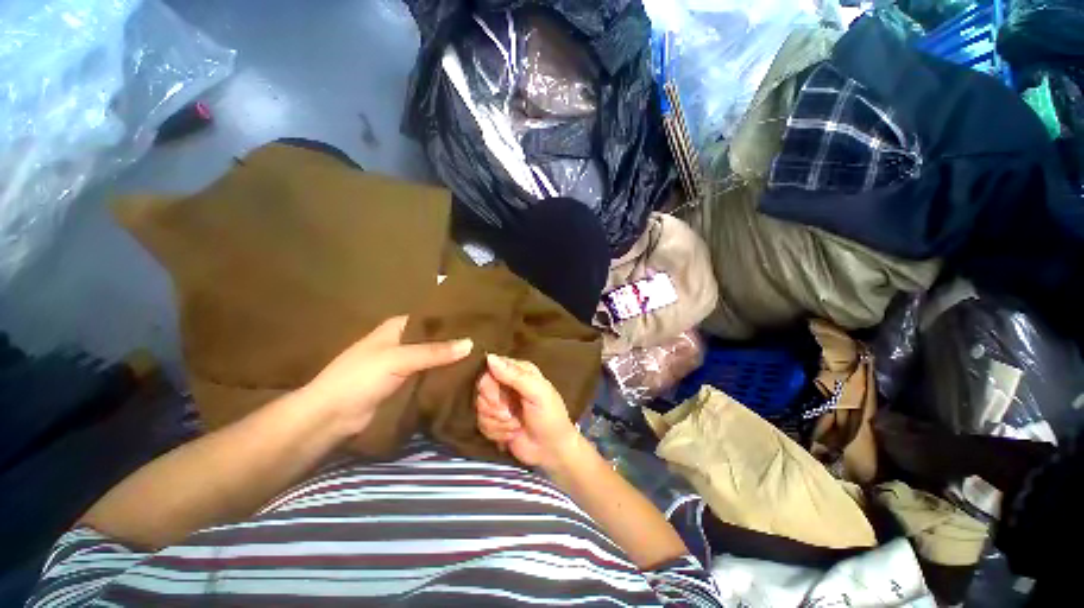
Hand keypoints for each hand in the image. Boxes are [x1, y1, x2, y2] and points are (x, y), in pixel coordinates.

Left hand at [305, 316, 472, 435]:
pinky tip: (466, 373)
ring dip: (453, 358)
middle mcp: (404, 341)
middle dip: (458, 340)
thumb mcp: (399, 359)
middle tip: (487, 340)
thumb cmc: (360, 377)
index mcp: (399, 327)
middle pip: (437, 338)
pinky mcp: (407, 383)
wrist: (332, 416)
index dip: (454, 319)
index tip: (480, 321)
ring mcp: (406, 363)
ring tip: (484, 355)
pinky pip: (431, 374)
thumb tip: (471, 343)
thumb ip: (435, 352)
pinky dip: (446, 374)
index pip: (433, 318)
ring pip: (436, 357)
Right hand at [475, 354, 581, 470]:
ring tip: (516, 425)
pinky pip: (481, 423)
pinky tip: (512, 434)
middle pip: (482, 388)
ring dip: (498, 422)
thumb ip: (515, 375)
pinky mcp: (495, 421)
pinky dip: (497, 432)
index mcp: (519, 371)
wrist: (552, 451)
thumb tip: (490, 358)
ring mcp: (500, 403)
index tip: (496, 399)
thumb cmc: (550, 416)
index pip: (491, 367)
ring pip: (480, 407)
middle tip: (509, 415)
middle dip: (494, 406)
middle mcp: (507, 384)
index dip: (489, 384)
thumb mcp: (537, 393)